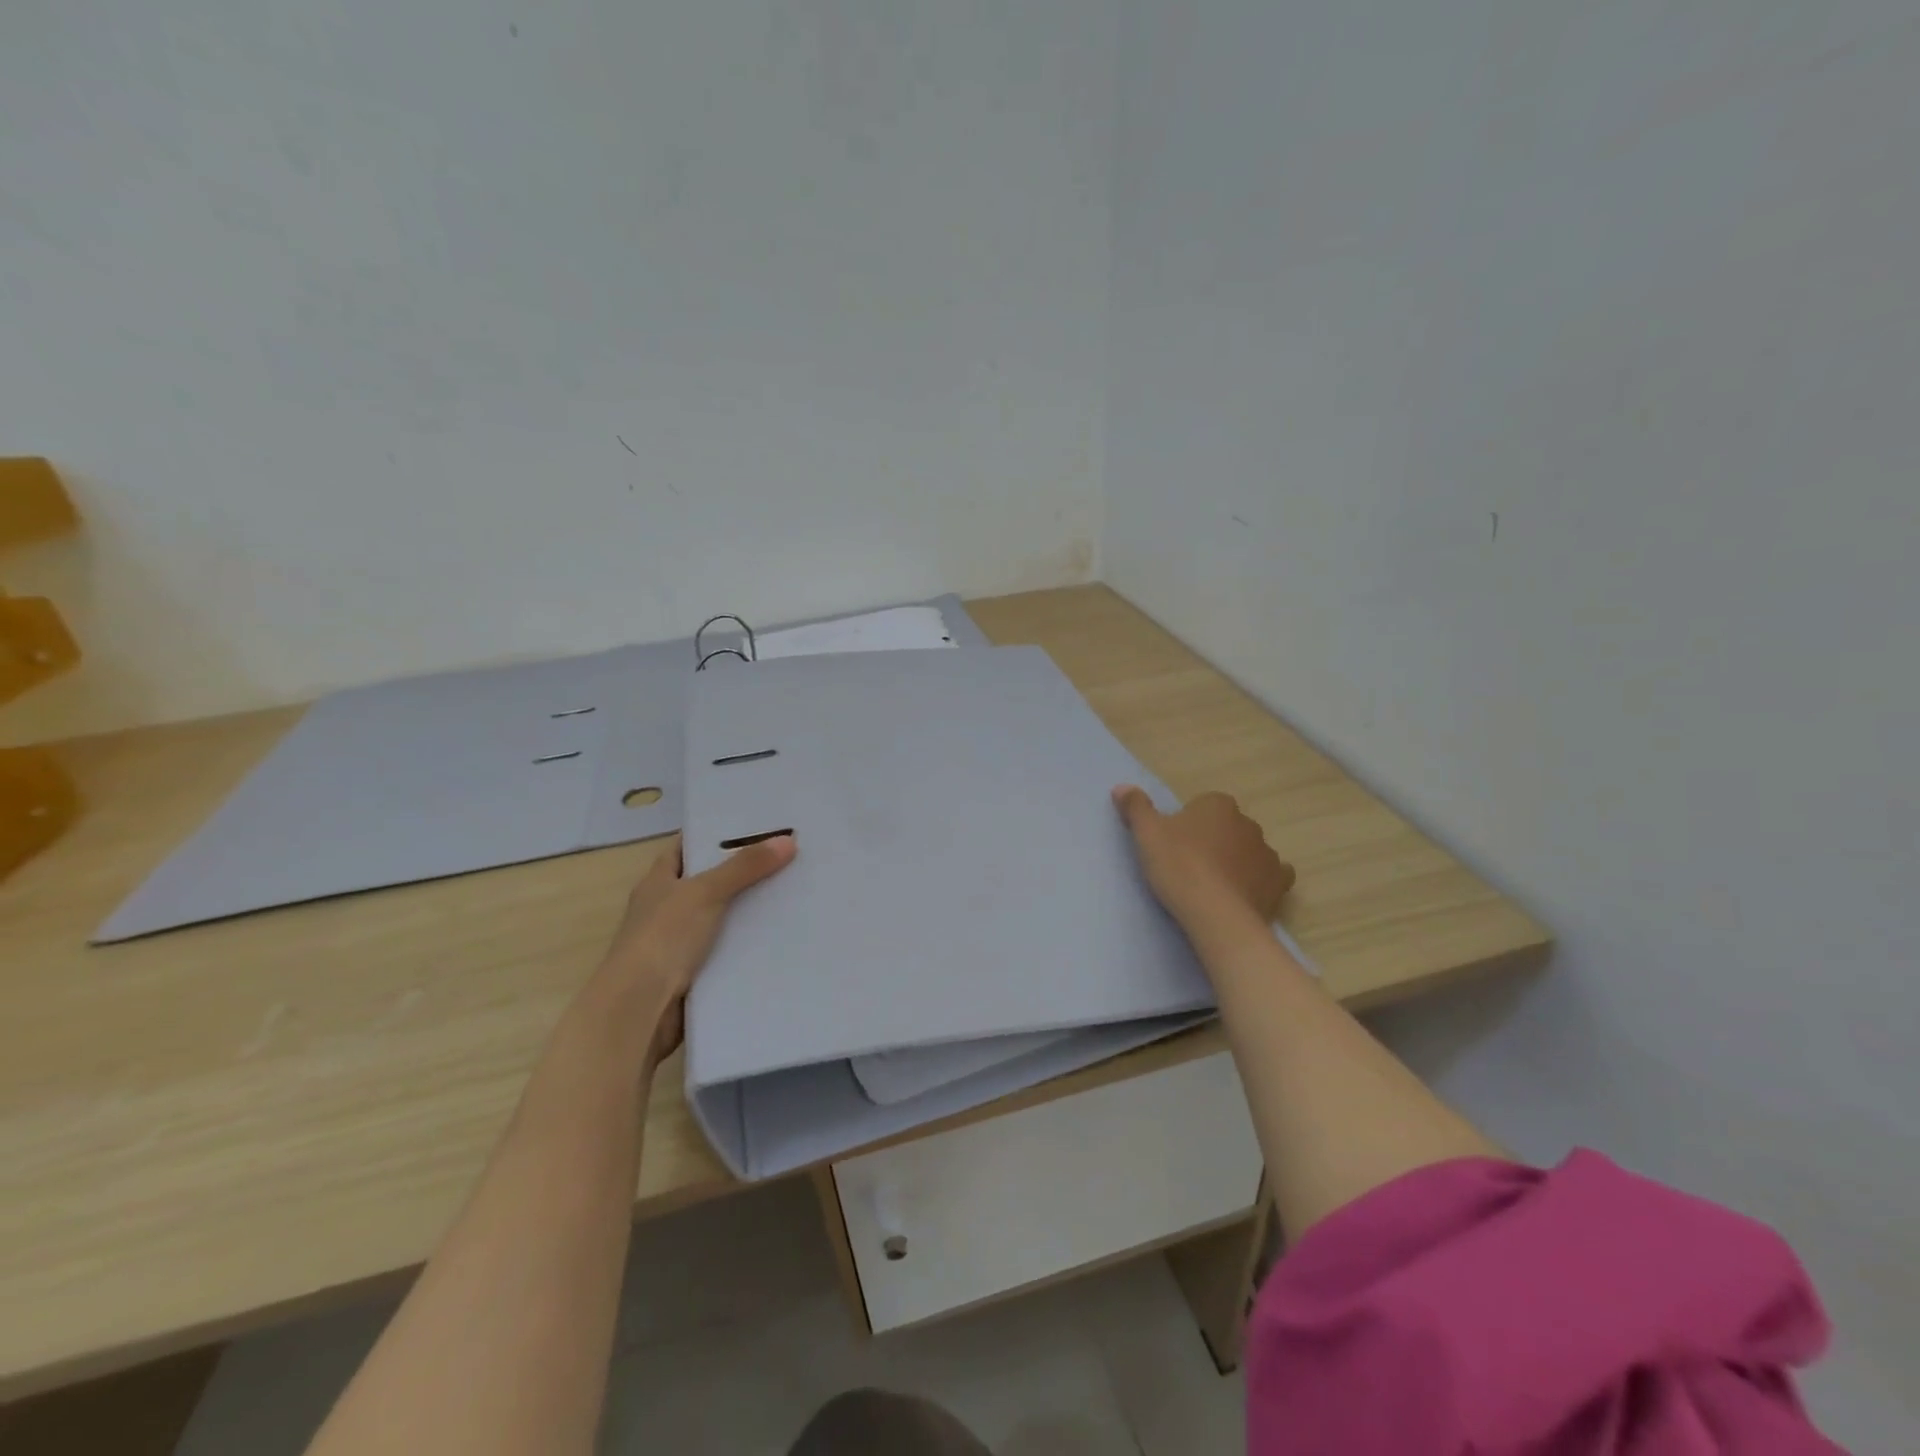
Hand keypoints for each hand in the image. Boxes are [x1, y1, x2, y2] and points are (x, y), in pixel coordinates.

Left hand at [595, 833, 795, 1064]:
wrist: (640, 1010)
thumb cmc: (663, 938)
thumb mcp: (705, 893)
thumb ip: (745, 867)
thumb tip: (788, 840)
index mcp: (659, 881)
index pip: (689, 846)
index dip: (717, 832)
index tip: (757, 823)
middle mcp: (667, 907)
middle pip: (711, 880)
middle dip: (745, 870)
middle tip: (788, 854)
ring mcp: (680, 942)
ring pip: (723, 916)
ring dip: (752, 908)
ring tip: (796, 889)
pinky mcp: (695, 972)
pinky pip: (729, 948)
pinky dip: (750, 942)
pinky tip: (782, 933)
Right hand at [1113, 787, 1293, 931]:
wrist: (1216, 914)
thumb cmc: (1179, 866)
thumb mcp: (1146, 834)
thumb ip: (1136, 807)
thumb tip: (1121, 787)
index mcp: (1218, 804)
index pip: (1202, 806)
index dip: (1187, 825)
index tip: (1173, 845)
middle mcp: (1247, 823)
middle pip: (1227, 827)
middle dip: (1213, 840)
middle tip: (1189, 865)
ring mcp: (1267, 853)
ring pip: (1249, 850)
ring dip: (1236, 860)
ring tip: (1214, 884)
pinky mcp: (1279, 882)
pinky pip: (1272, 875)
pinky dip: (1260, 880)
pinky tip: (1244, 893)